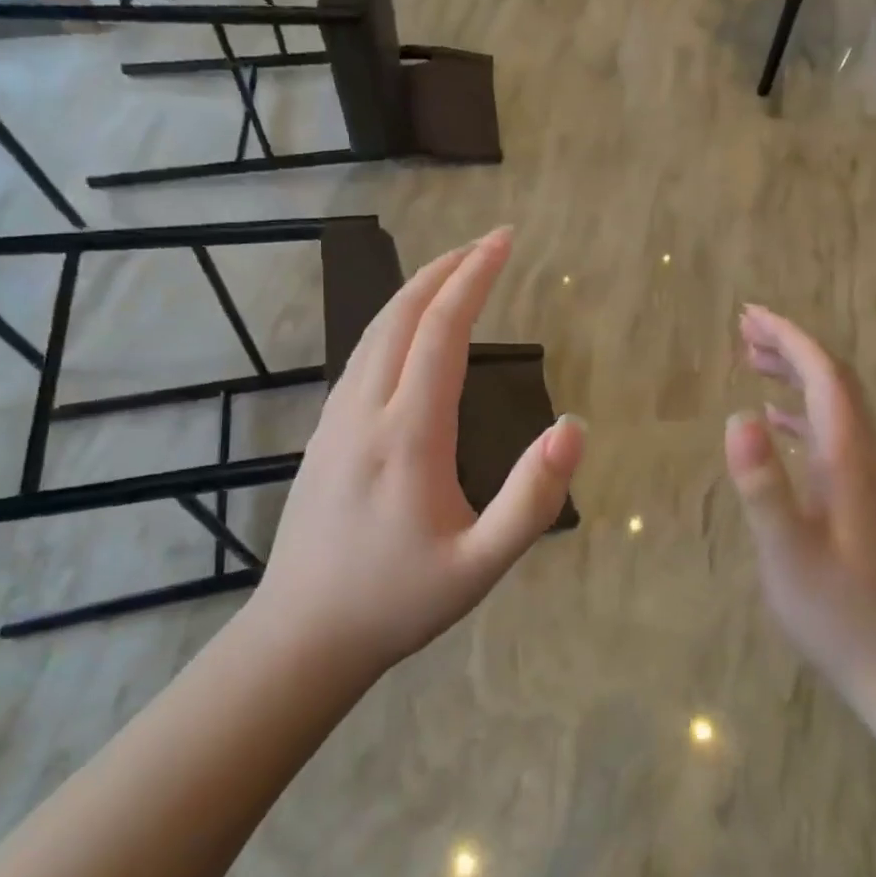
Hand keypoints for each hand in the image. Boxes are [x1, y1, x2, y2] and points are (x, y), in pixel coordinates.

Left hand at [245, 227, 584, 671]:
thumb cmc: (399, 601)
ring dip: (415, 291)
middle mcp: (366, 411)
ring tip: (453, 271)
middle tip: (486, 242)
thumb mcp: (482, 564)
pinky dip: (392, 322)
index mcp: (409, 435)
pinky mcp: (323, 433)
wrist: (302, 635)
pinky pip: (360, 357)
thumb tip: (573, 427)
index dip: (474, 279)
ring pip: (373, 331)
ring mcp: (336, 419)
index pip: (442, 332)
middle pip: (402, 316)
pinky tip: (408, 330)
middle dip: (446, 269)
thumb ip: (533, 498)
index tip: (503, 241)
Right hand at [724, 305, 875, 696]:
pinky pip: (833, 435)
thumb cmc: (840, 612)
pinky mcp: (866, 499)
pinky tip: (776, 423)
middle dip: (792, 346)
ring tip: (753, 361)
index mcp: (850, 459)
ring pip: (835, 406)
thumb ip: (764, 486)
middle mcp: (867, 457)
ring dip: (797, 375)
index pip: (825, 375)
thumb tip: (738, 417)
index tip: (750, 315)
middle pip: (834, 381)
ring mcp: (871, 478)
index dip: (790, 338)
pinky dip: (802, 414)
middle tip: (744, 329)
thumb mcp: (788, 553)